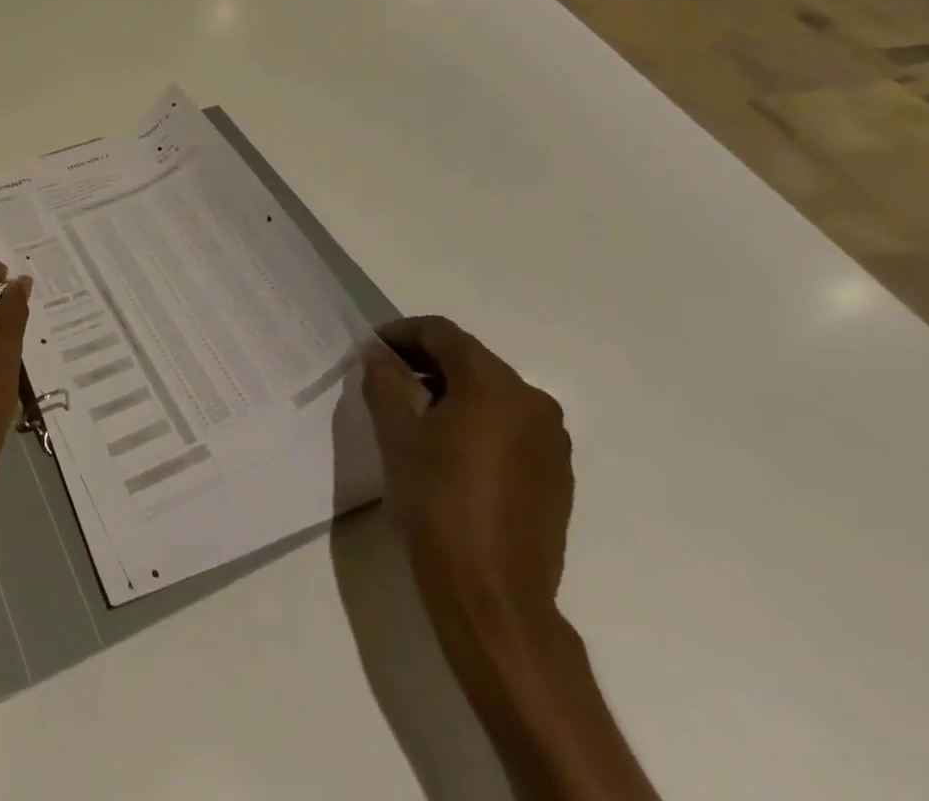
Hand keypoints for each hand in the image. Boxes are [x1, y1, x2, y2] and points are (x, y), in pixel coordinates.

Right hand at [361, 315, 573, 646]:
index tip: (371, 348)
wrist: (494, 595)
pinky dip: (477, 421)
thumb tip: (379, 356)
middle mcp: (532, 402)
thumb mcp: (396, 434)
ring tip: (414, 413)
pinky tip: (449, 449)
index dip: (402, 333)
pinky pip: (510, 426)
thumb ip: (384, 381)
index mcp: (494, 384)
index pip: (443, 334)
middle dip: (425, 361)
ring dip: (451, 391)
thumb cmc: (437, 502)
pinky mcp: (557, 475)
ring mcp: (551, 441)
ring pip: (492, 393)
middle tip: (386, 377)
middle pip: (470, 360)